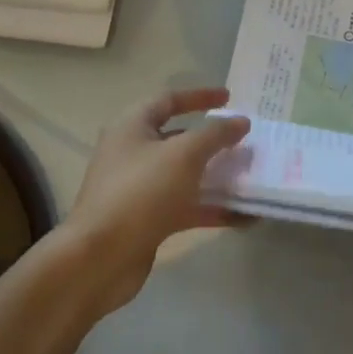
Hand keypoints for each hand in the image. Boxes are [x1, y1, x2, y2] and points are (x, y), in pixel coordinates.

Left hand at [64, 86, 251, 313]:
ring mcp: (139, 189)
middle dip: (212, 140)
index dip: (199, 97)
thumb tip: (240, 121)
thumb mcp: (184, 154)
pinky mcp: (148, 220)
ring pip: (185, 175)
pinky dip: (213, 208)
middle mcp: (132, 154)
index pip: (168, 100)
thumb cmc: (141, 192)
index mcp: (132, 127)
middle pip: (178, 139)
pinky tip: (245, 216)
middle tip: (244, 141)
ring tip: (251, 177)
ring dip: (217, 176)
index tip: (230, 98)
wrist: (101, 257)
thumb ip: (216, 135)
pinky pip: (186, 207)